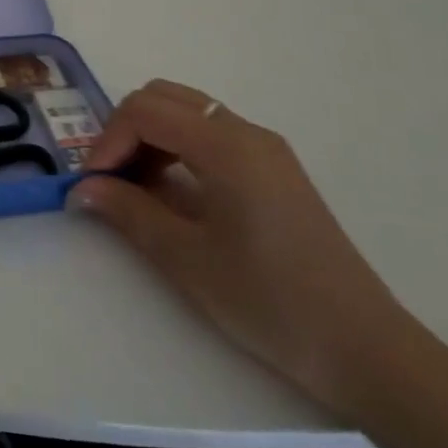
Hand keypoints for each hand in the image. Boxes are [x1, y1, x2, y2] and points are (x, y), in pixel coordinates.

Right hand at [67, 79, 416, 418]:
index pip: (144, 111)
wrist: (365, 350)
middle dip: (125, 129)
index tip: (94, 184)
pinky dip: (177, 147)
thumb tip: (82, 189)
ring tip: (136, 188)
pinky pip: (211, 134)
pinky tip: (173, 192)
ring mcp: (265, 149)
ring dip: (150, 136)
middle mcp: (246, 132)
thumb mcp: (186, 258)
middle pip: (163, 97)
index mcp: (226, 146)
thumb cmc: (270, 301)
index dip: (107, 141)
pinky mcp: (275, 170)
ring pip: (187, 111)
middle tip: (111, 178)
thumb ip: (128, 211)